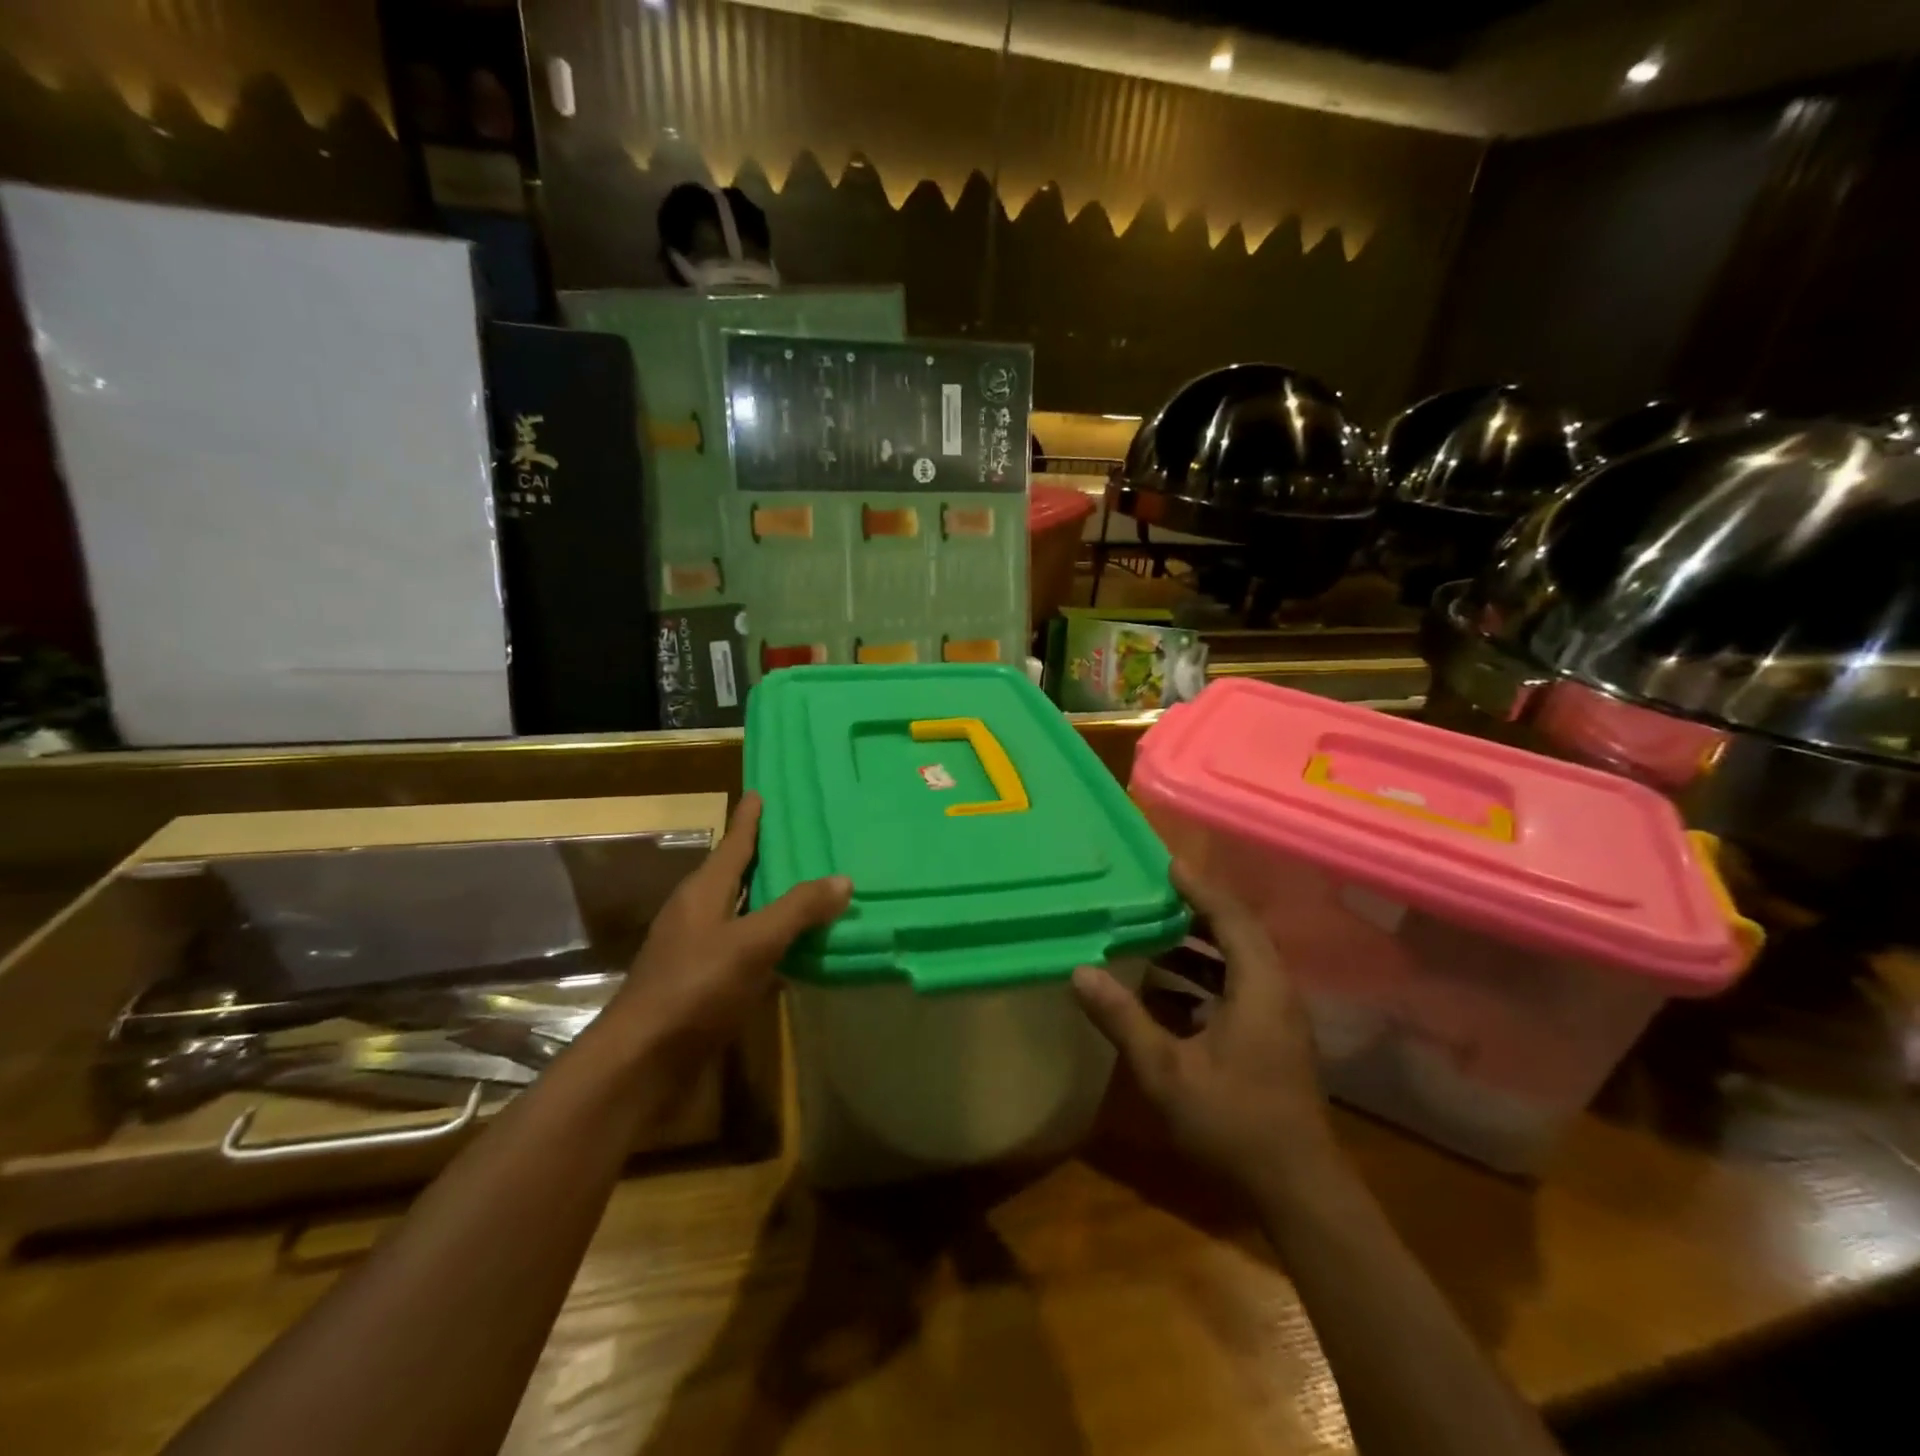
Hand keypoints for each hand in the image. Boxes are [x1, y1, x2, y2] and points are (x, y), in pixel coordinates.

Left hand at [601, 793, 849, 1054]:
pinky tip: (797, 950)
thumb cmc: (694, 988)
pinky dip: (771, 943)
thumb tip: (843, 879)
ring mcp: (698, 951)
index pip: (733, 844)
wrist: (642, 1063)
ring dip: (771, 902)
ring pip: (742, 913)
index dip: (748, 820)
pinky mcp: (704, 985)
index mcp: (703, 893)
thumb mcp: (751, 943)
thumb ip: (797, 910)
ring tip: (810, 888)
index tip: (761, 792)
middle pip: (735, 875)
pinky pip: (746, 950)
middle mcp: (698, 915)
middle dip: (764, 857)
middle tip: (802, 838)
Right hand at [1072, 860, 1335, 1191]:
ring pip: (1239, 963)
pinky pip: (1239, 988)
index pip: (1230, 917)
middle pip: (1238, 933)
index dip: (1199, 887)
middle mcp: (1275, 991)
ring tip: (1154, 933)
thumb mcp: (1167, 1069)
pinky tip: (1167, 993)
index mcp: (1259, 986)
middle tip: (1155, 893)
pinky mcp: (1274, 1040)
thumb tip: (1079, 972)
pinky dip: (1205, 979)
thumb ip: (1123, 1017)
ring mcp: (1279, 1018)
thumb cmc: (1234, 1122)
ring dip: (1200, 946)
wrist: (1299, 1190)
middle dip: (1198, 910)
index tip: (1168, 863)